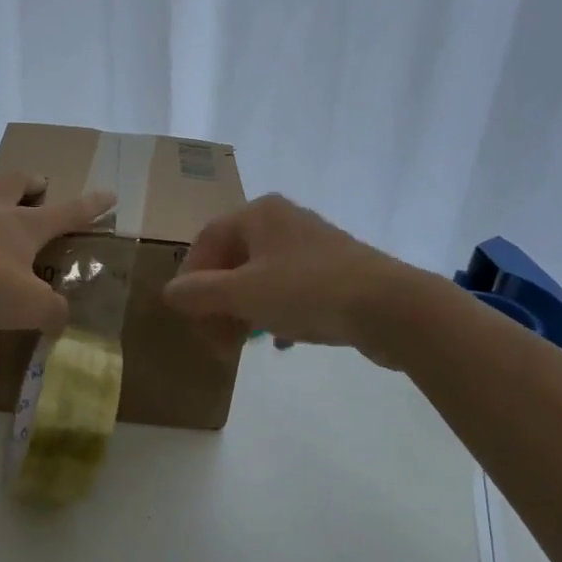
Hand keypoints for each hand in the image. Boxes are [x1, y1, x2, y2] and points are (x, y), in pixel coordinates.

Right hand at [163, 194, 418, 361]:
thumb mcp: (244, 294)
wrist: (391, 307)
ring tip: (241, 347)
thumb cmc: (308, 291)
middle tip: (215, 342)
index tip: (188, 316)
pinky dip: (275, 313)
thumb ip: (200, 293)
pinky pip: (290, 290)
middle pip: (232, 261)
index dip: (190, 279)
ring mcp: (312, 246)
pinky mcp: (335, 271)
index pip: (206, 240)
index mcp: (258, 214)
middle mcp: (283, 221)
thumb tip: (170, 293)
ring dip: (243, 312)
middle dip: (217, 303)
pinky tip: (279, 341)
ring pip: (261, 278)